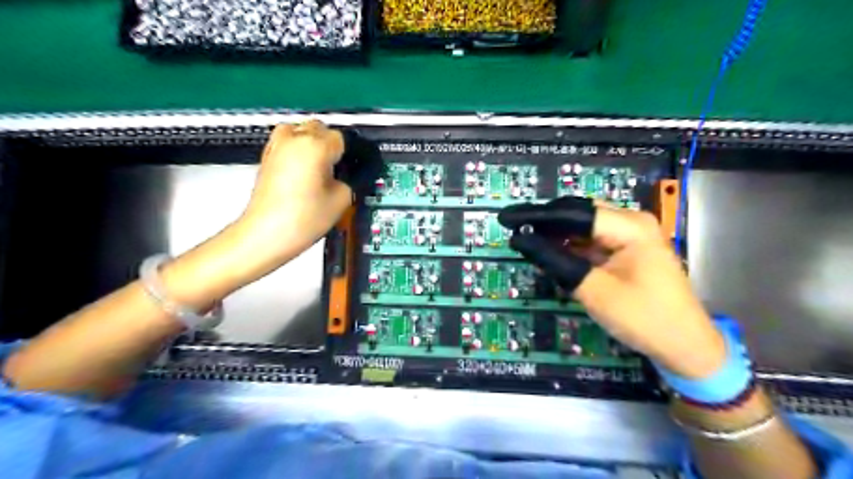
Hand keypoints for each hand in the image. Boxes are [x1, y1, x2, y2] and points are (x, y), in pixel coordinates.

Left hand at [234, 120, 350, 278]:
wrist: (266, 234)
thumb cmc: (301, 219)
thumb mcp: (342, 200)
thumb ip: (349, 181)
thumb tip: (346, 176)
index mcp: (315, 146)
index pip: (342, 138)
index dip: (349, 155)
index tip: (351, 168)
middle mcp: (293, 140)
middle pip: (319, 128)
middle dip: (330, 144)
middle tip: (337, 169)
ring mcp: (276, 147)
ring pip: (300, 131)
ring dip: (312, 143)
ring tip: (319, 168)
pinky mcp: (266, 158)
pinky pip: (286, 143)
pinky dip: (296, 150)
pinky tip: (304, 172)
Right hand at [502, 197, 725, 379]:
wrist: (686, 347)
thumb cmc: (644, 318)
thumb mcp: (594, 290)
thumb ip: (557, 261)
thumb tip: (521, 240)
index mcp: (630, 226)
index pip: (573, 213)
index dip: (536, 215)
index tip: (507, 219)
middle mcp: (631, 222)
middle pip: (578, 214)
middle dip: (545, 222)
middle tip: (513, 229)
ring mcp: (630, 236)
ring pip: (583, 227)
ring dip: (556, 234)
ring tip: (526, 240)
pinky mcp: (627, 251)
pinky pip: (591, 241)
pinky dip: (569, 247)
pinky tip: (551, 252)